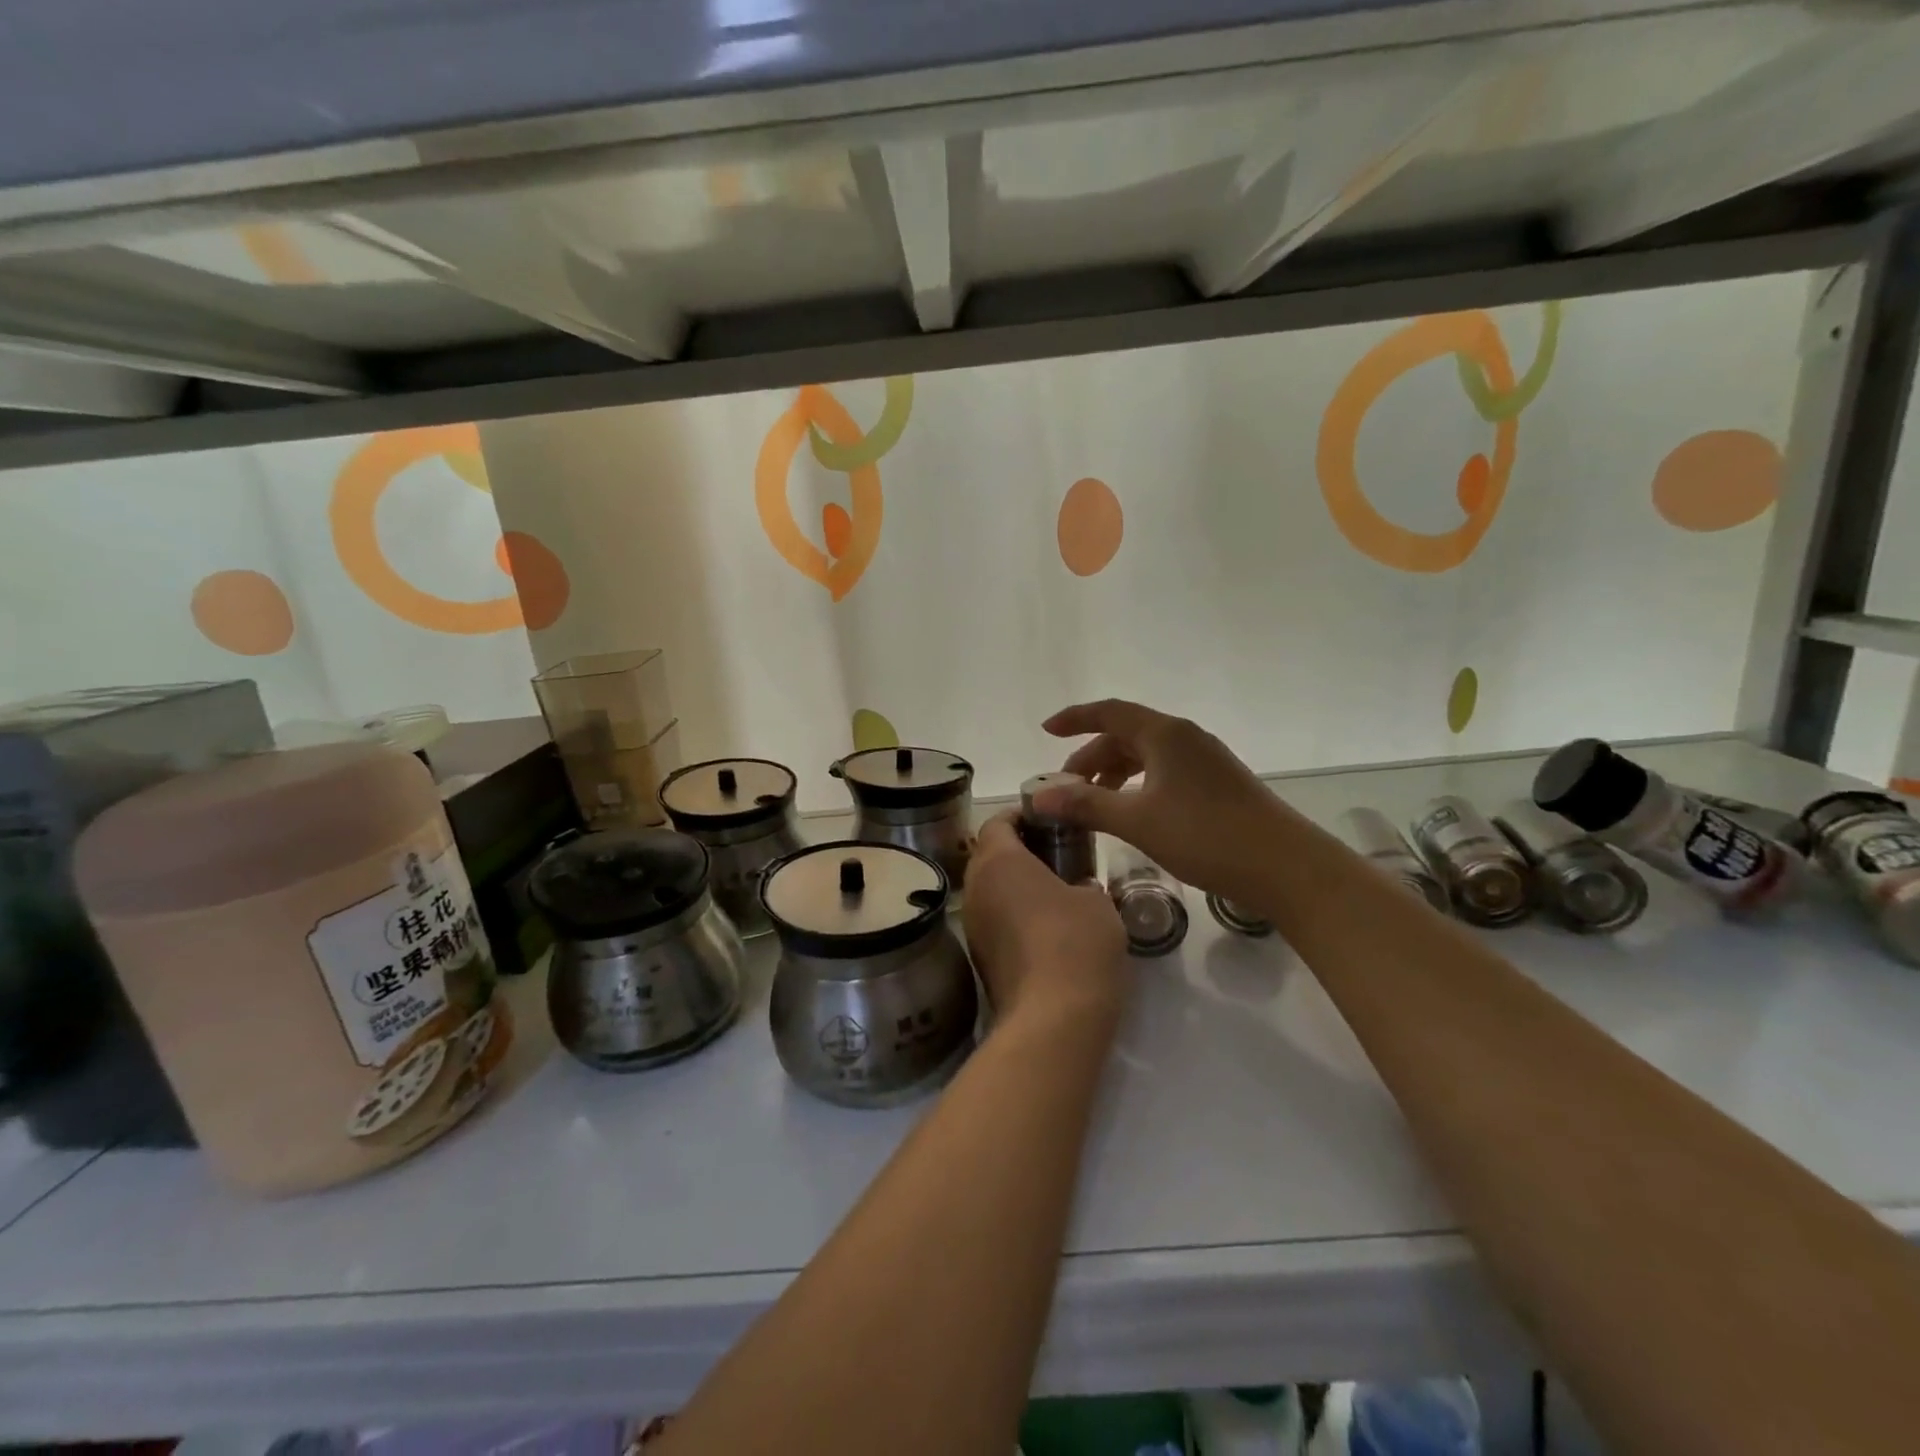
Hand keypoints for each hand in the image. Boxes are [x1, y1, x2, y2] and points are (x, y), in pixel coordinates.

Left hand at [963, 811, 1126, 1026]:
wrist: (1052, 1021)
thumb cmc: (1076, 943)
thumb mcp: (1097, 902)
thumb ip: (1083, 883)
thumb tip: (1076, 889)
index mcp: (998, 861)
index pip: (997, 822)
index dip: (1021, 816)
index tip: (1050, 819)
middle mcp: (975, 888)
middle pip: (989, 855)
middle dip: (1020, 851)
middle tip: (1059, 853)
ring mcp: (973, 927)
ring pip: (990, 891)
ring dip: (1016, 886)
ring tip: (1057, 891)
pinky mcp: (980, 959)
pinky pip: (995, 921)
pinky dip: (1015, 916)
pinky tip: (1048, 929)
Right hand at [1036, 699, 1286, 903]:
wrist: (1284, 866)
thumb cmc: (1205, 835)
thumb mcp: (1137, 820)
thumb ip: (1086, 805)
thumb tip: (1039, 796)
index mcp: (1164, 734)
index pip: (1109, 713)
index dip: (1075, 718)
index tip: (1046, 731)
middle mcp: (1185, 738)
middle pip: (1126, 735)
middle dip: (1091, 757)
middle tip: (1066, 788)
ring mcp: (1205, 760)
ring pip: (1147, 756)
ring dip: (1115, 774)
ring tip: (1094, 803)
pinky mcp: (1217, 784)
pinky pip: (1165, 772)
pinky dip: (1138, 785)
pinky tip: (1132, 812)